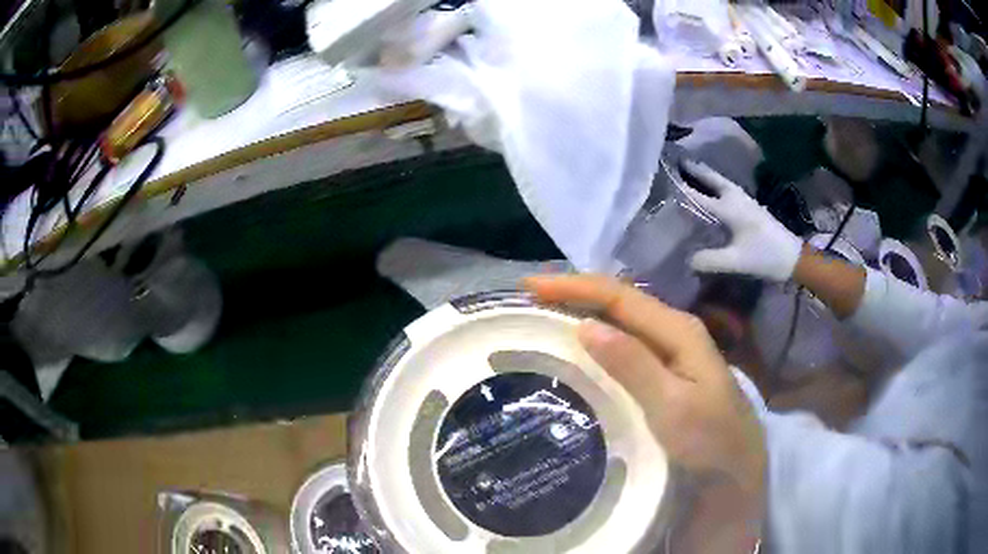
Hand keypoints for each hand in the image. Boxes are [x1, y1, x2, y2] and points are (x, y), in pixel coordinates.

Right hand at [523, 274, 766, 494]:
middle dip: (574, 294)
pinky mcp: (664, 374)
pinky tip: (579, 349)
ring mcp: (670, 353)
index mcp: (677, 330)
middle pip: (619, 301)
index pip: (619, 296)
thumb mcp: (673, 406)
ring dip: (583, 313)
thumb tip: (585, 326)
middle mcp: (673, 332)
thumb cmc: (710, 441)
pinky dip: (596, 340)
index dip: (573, 286)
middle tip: (530, 300)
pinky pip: (624, 346)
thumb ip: (634, 365)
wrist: (737, 471)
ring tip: (545, 316)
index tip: (529, 288)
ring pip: (620, 322)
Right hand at [681, 159, 802, 281]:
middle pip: (713, 180)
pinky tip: (714, 192)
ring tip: (693, 172)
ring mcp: (747, 202)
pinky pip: (729, 190)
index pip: (700, 196)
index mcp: (731, 208)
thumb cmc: (765, 256)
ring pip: (722, 183)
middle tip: (679, 162)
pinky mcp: (752, 209)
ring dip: (707, 176)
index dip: (682, 189)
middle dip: (696, 171)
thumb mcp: (737, 262)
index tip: (665, 179)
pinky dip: (717, 185)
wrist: (794, 257)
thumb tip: (687, 260)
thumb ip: (711, 260)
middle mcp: (737, 199)